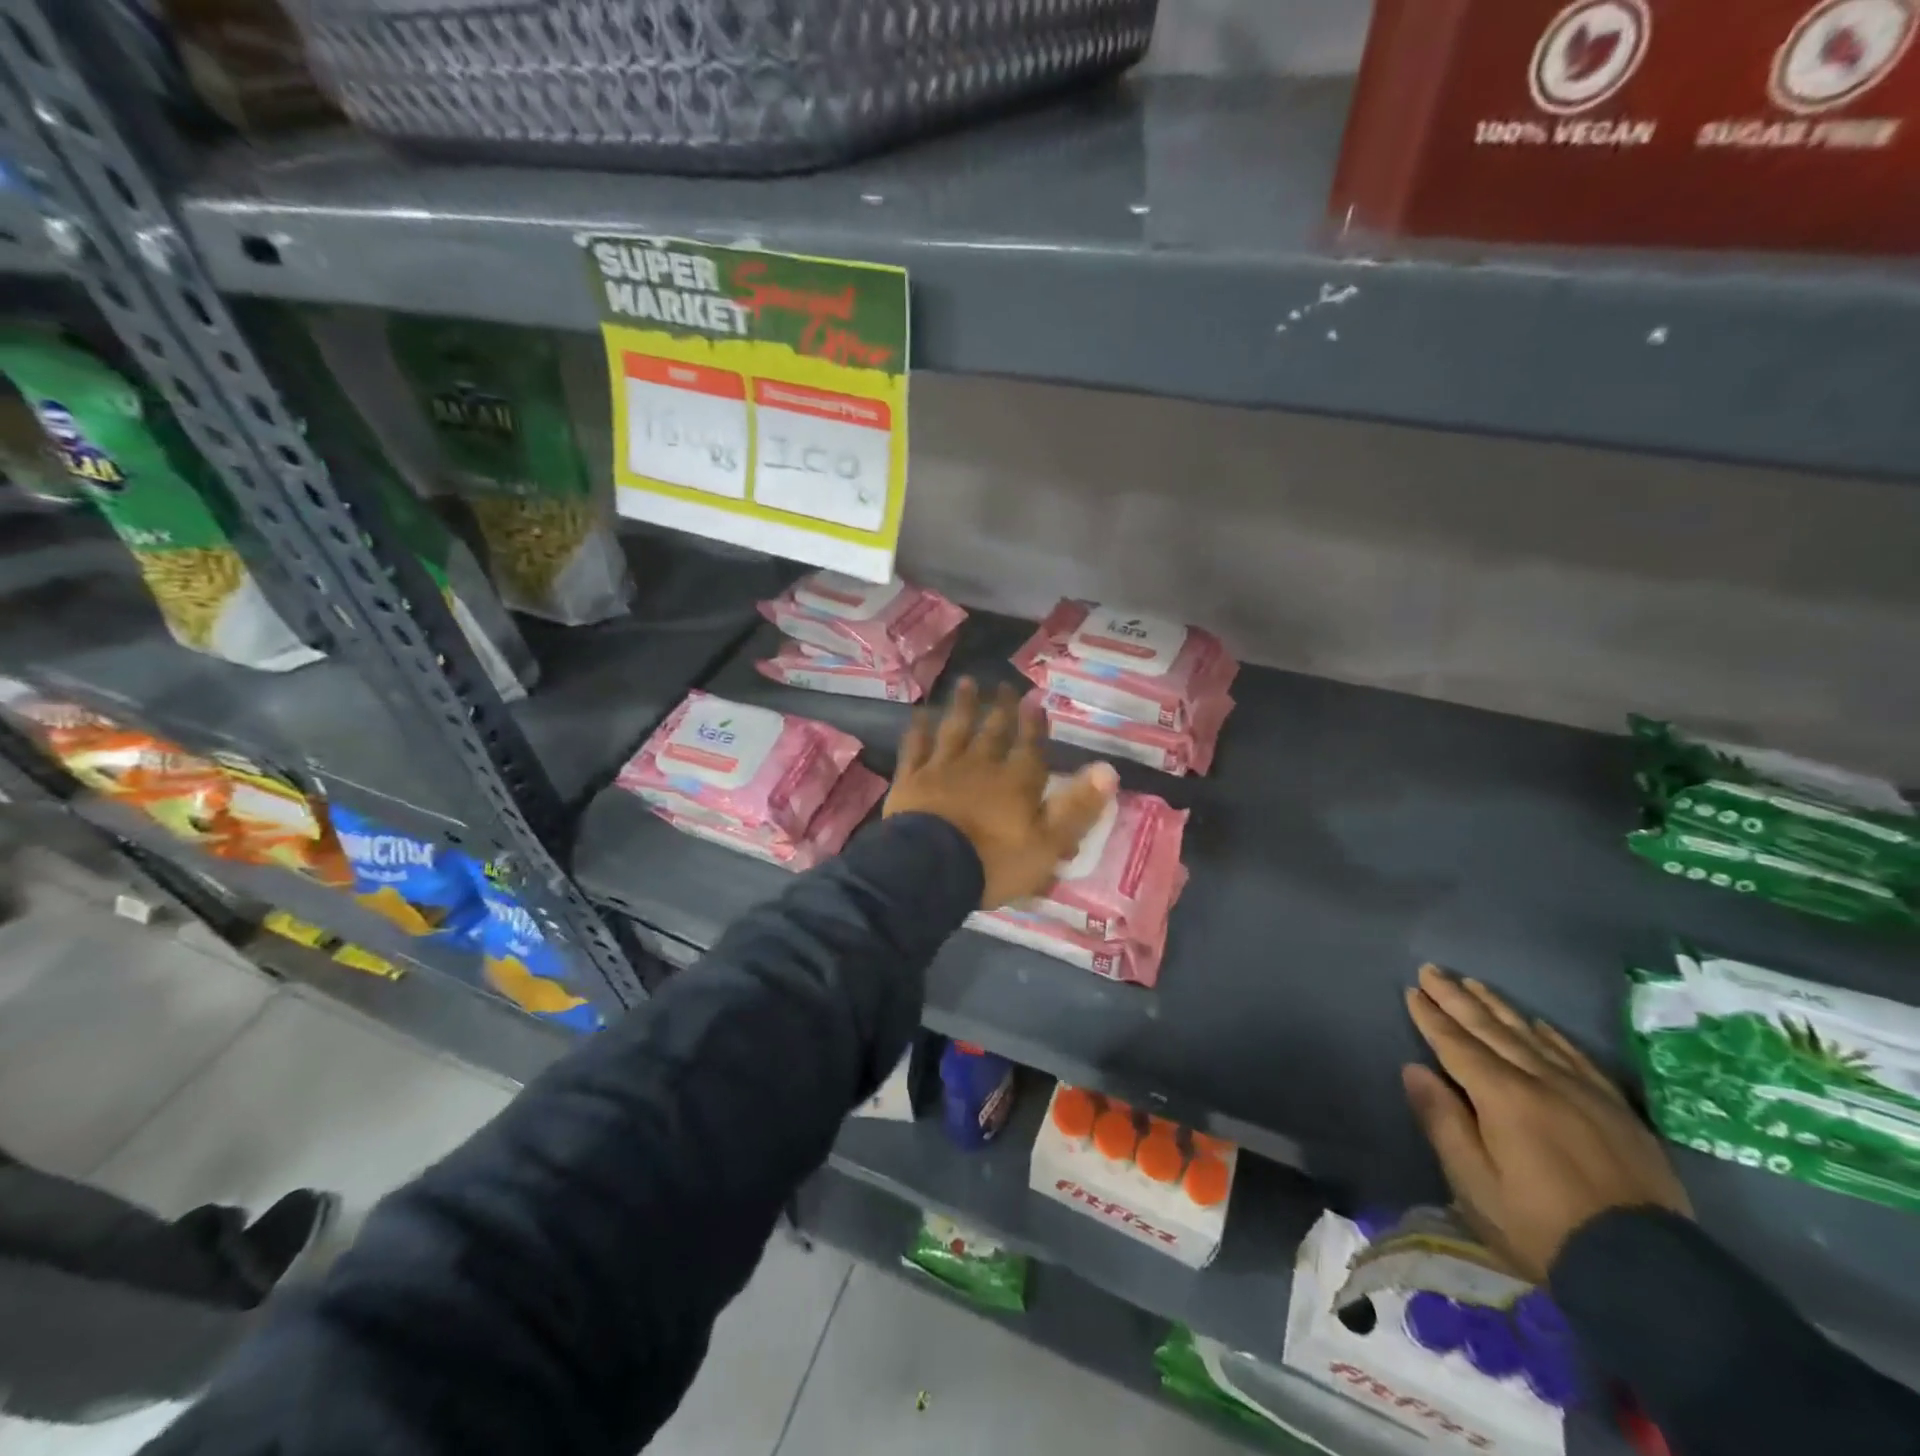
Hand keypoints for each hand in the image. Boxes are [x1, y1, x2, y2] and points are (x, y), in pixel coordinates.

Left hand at [886, 677, 1118, 909]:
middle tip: (1004, 684)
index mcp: (1016, 781)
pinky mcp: (910, 779)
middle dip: (1001, 707)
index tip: (1035, 699)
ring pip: (955, 730)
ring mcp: (942, 768)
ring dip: (962, 706)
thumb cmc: (994, 862)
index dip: (1034, 723)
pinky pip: (915, 747)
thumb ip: (1077, 807)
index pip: (1030, 746)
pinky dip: (918, 730)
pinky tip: (919, 715)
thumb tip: (1109, 770)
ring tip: (966, 682)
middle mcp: (981, 765)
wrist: (929, 869)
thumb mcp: (1047, 844)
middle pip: (993, 731)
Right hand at [1403, 964, 1691, 1283]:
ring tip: (1474, 983)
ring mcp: (1584, 1093)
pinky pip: (1577, 1058)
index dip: (1431, 1017)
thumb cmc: (1543, 1228)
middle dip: (1457, 998)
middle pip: (1491, 1030)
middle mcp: (1542, 1081)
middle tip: (1433, 969)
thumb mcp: (1476, 1184)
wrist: (1648, 1272)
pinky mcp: (1617, 1111)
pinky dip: (1551, 1036)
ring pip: (1531, 1036)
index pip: (1456, 1045)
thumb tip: (1414, 1069)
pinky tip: (1538, 1023)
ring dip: (1498, 1007)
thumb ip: (1443, 1122)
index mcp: (1502, 1097)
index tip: (1412, 990)